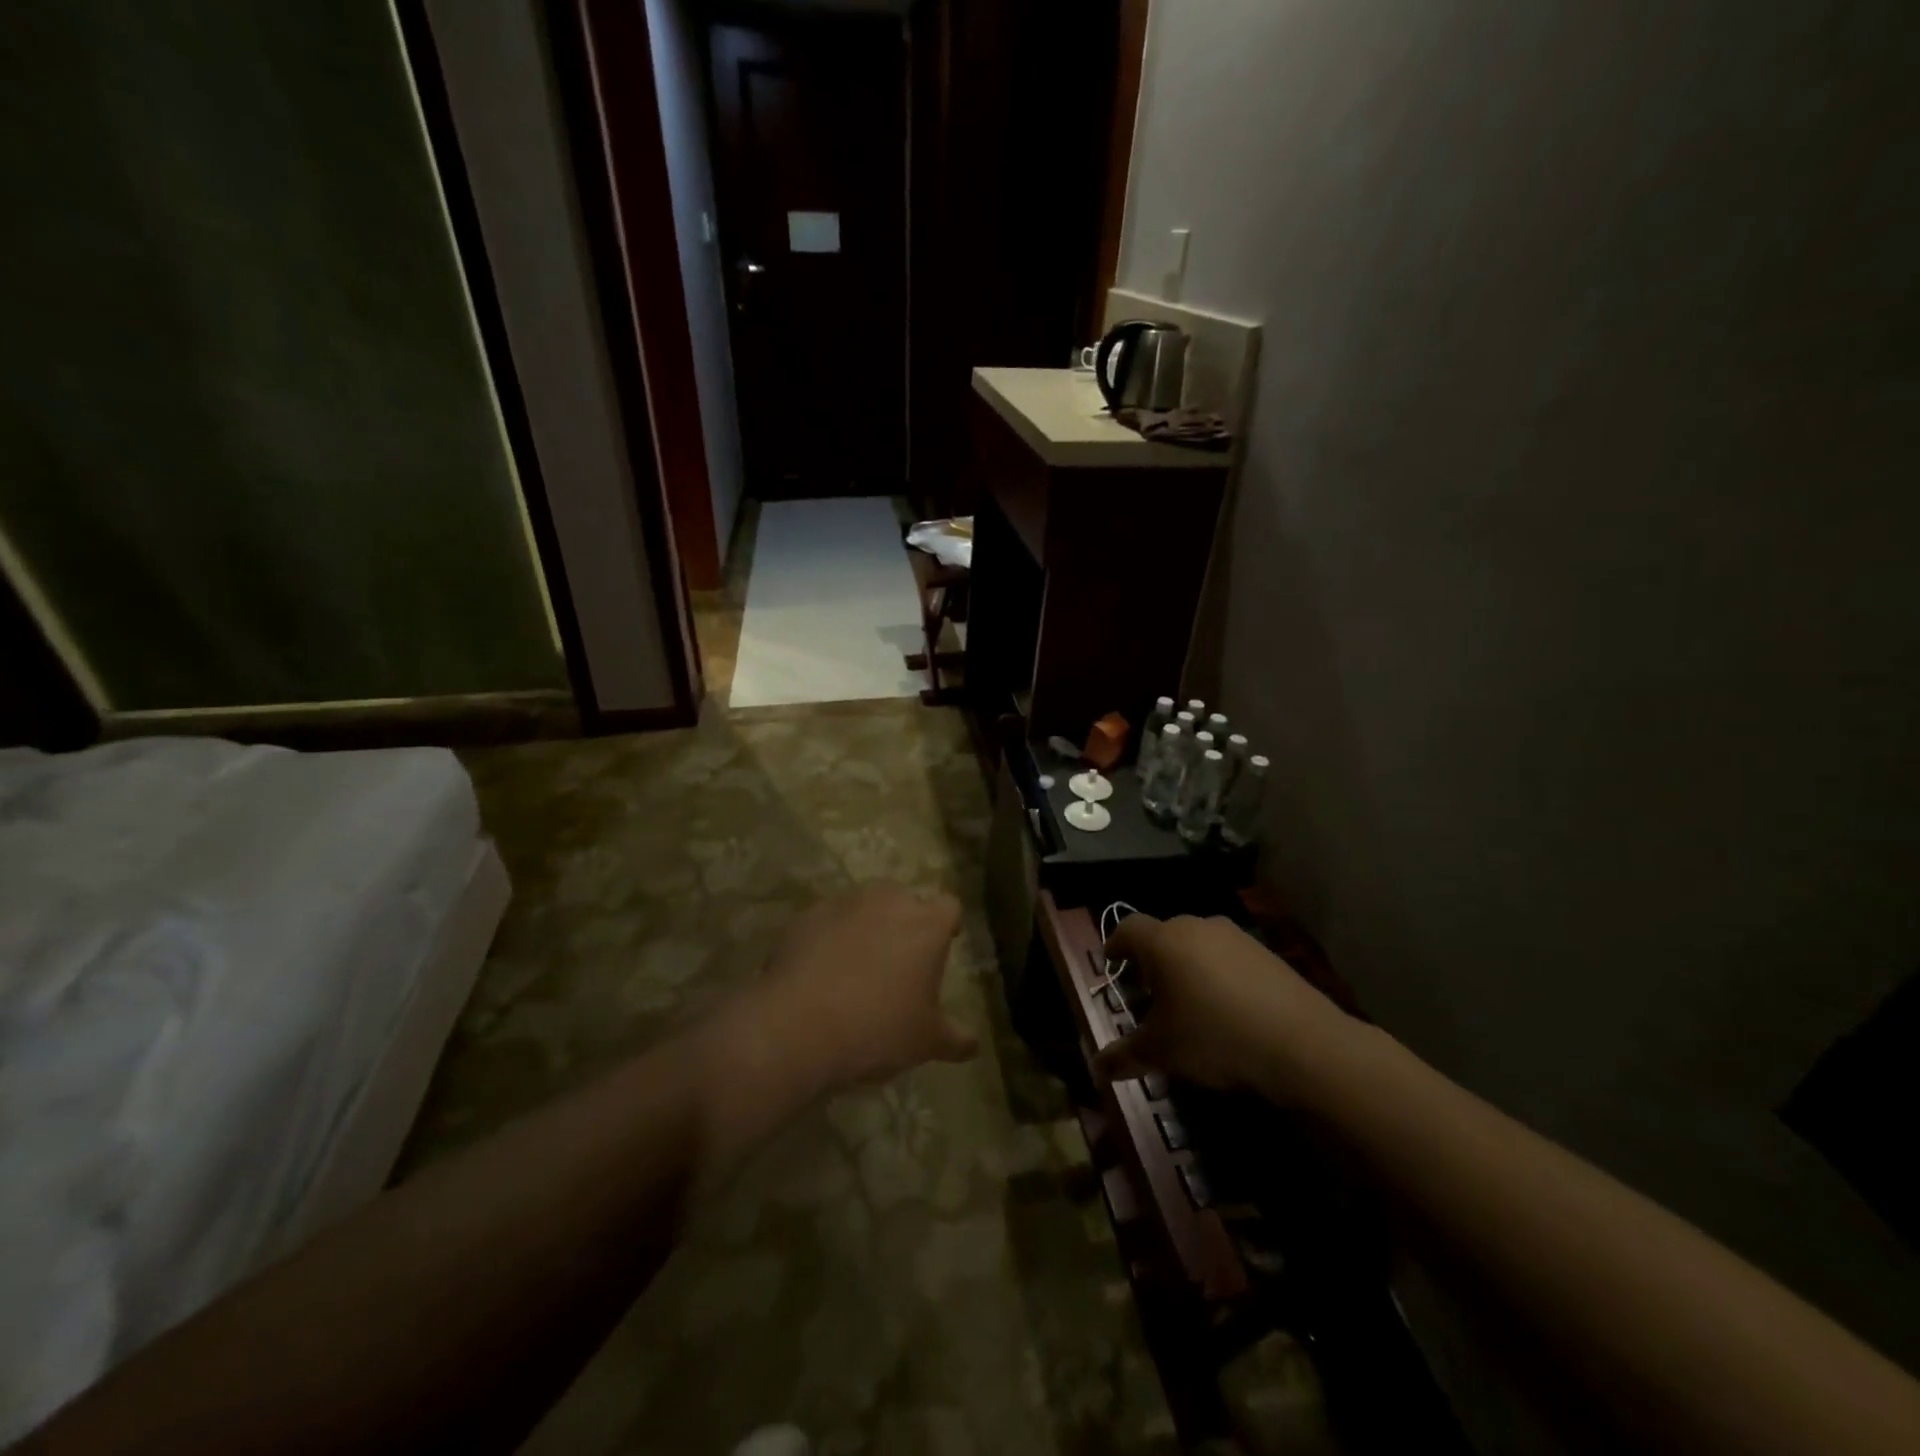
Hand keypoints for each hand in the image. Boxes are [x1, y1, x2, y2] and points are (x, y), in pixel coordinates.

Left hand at [755, 883, 976, 1093]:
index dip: (948, 923)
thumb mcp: (925, 1042)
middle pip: (905, 898)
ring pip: (864, 904)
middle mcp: (888, 902)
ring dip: (867, 924)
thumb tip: (974, 1046)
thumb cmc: (877, 1029)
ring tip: (859, 961)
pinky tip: (822, 968)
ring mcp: (844, 904)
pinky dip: (830, 934)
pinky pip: (828, 919)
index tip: (945, 942)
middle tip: (900, 956)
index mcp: (926, 925)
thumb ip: (955, 1039)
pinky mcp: (806, 916)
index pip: (949, 907)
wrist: (797, 1026)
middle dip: (906, 920)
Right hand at [1093, 914, 1355, 1099]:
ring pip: (1197, 943)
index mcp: (1163, 942)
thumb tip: (1097, 1068)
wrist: (1301, 1043)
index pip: (1127, 928)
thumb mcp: (1163, 1052)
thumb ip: (1126, 1055)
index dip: (1115, 945)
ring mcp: (1234, 936)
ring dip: (1186, 964)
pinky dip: (1218, 972)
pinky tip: (1226, 1006)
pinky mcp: (1265, 951)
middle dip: (1151, 959)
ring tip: (1189, 1000)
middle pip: (1162, 934)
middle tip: (1148, 990)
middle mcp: (1196, 927)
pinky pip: (1227, 955)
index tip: (1112, 963)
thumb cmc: (1215, 1037)